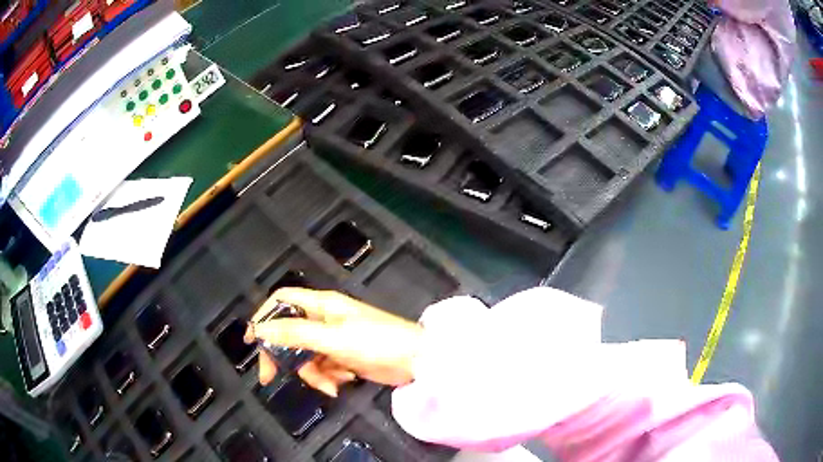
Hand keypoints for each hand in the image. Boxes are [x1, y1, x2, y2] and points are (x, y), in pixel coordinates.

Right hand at [245, 288, 422, 396]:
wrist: (417, 360)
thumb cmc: (377, 342)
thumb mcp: (333, 339)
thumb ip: (295, 334)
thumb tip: (260, 329)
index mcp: (321, 305)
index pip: (282, 301)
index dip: (264, 316)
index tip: (252, 340)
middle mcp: (324, 319)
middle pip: (288, 334)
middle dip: (281, 356)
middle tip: (269, 378)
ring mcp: (334, 340)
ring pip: (305, 356)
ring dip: (313, 373)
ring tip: (332, 385)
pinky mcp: (344, 358)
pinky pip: (323, 368)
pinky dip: (329, 378)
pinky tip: (344, 383)